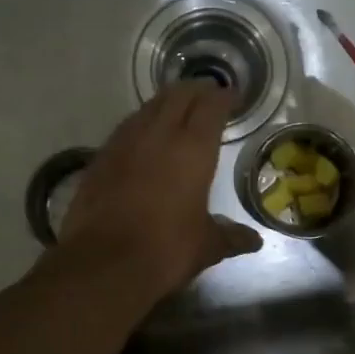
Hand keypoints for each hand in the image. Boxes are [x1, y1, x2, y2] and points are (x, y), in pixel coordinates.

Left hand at [57, 80, 262, 306]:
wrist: (102, 263)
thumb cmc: (165, 250)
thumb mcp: (205, 246)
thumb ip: (230, 237)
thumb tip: (254, 241)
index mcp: (193, 149)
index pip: (211, 107)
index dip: (224, 97)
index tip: (233, 96)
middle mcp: (159, 135)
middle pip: (178, 95)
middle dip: (196, 90)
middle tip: (208, 94)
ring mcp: (125, 142)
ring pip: (149, 106)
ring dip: (167, 101)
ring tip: (178, 108)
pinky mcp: (100, 157)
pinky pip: (126, 127)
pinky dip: (141, 122)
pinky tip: (144, 135)